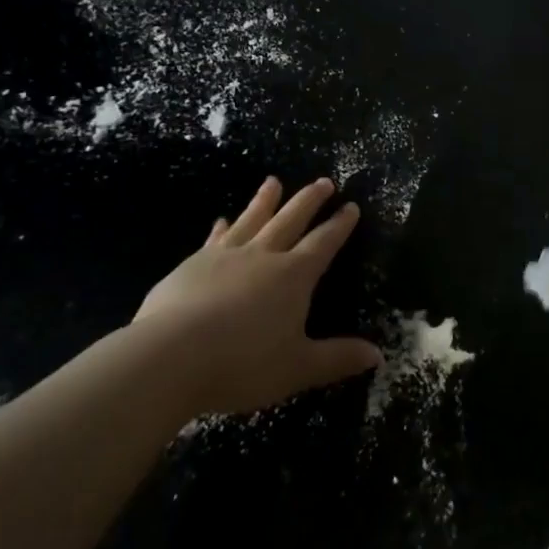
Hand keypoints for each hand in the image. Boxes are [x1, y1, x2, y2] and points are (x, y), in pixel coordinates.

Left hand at [132, 176, 381, 415]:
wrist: (170, 356)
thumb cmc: (242, 363)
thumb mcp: (298, 368)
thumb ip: (337, 359)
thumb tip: (378, 355)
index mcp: (293, 276)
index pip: (323, 243)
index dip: (339, 225)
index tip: (351, 206)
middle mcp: (263, 256)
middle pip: (291, 220)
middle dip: (309, 200)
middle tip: (323, 181)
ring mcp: (225, 256)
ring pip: (251, 219)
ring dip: (265, 200)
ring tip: (273, 181)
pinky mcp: (192, 265)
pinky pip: (214, 239)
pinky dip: (221, 228)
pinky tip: (221, 220)